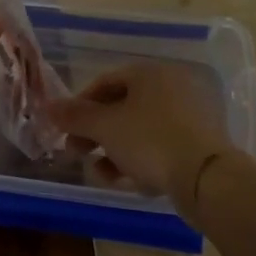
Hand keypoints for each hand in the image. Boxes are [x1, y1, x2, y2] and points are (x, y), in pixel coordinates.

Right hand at [49, 61, 233, 205]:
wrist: (207, 178)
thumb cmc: (150, 140)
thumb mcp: (105, 127)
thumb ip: (75, 116)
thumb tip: (48, 107)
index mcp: (151, 74)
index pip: (105, 82)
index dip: (80, 105)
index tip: (65, 128)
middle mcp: (172, 88)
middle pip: (122, 108)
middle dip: (95, 133)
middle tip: (76, 152)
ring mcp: (190, 116)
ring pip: (139, 131)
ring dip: (113, 151)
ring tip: (101, 174)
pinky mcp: (199, 144)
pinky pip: (160, 147)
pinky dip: (140, 160)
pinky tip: (129, 181)